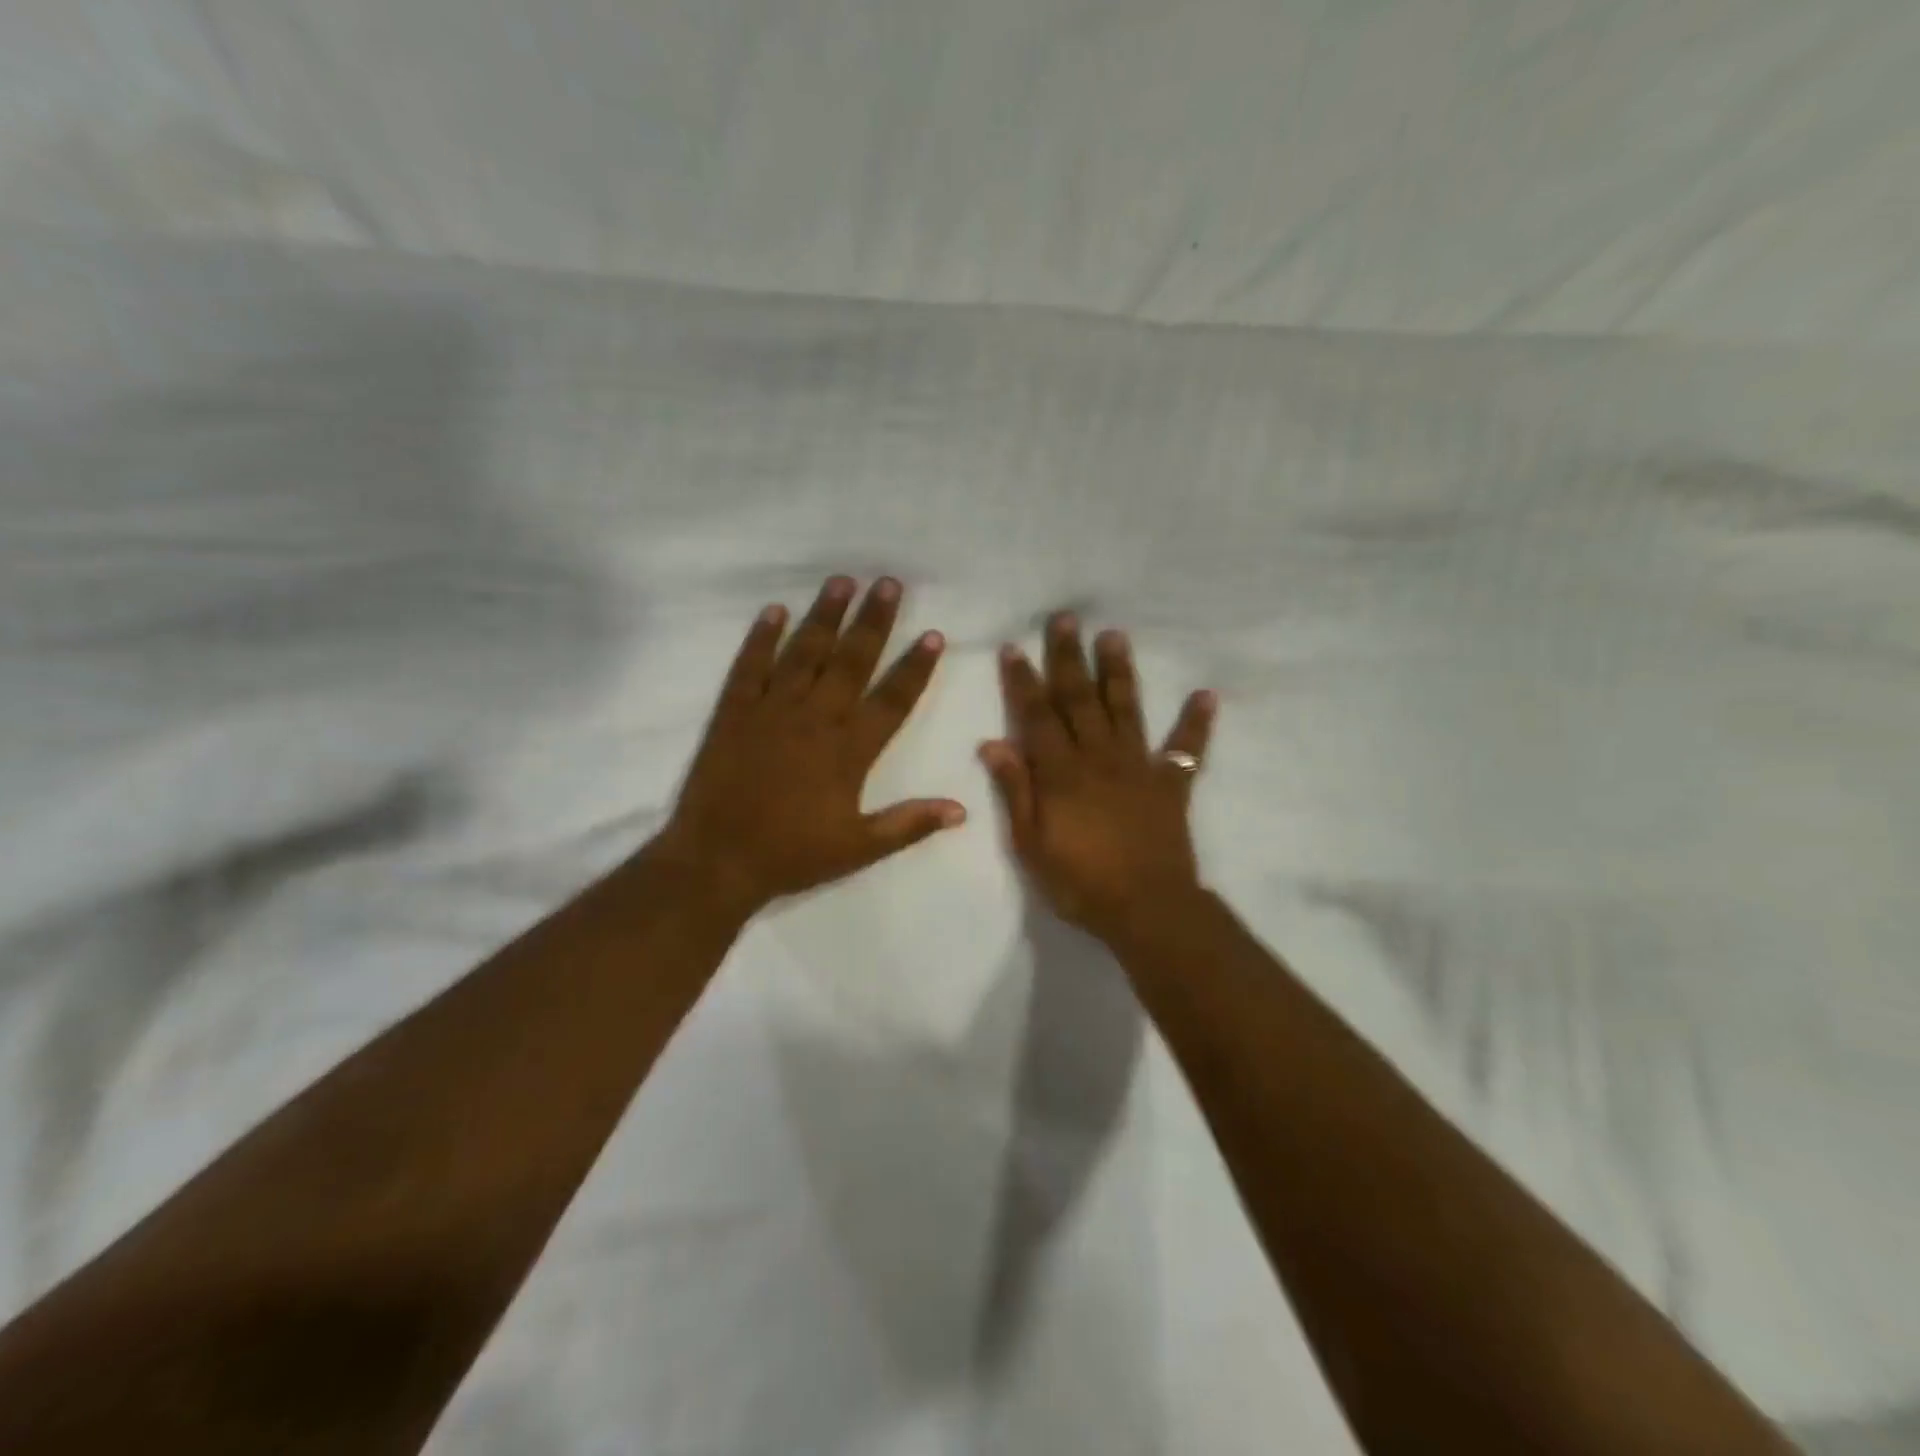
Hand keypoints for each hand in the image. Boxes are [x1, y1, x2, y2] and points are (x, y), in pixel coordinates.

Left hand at [656, 576, 965, 915]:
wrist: (717, 860)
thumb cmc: (792, 855)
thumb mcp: (859, 849)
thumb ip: (910, 824)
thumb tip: (961, 809)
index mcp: (848, 750)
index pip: (891, 699)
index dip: (915, 668)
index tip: (933, 635)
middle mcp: (815, 719)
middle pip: (851, 661)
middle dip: (873, 621)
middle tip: (889, 583)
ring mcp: (771, 710)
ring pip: (804, 653)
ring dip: (824, 615)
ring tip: (842, 581)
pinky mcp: (734, 712)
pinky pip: (749, 666)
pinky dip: (761, 637)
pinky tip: (774, 610)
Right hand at [980, 613, 1216, 942]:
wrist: (1146, 909)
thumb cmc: (1080, 882)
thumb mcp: (1031, 844)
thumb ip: (1015, 790)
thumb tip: (993, 743)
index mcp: (1061, 772)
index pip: (1037, 716)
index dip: (1023, 681)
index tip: (1014, 647)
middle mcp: (1099, 757)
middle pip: (1080, 699)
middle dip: (1069, 658)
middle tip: (1065, 618)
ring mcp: (1139, 767)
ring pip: (1126, 709)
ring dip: (1119, 671)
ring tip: (1115, 635)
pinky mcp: (1172, 784)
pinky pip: (1187, 748)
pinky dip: (1196, 721)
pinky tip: (1206, 694)